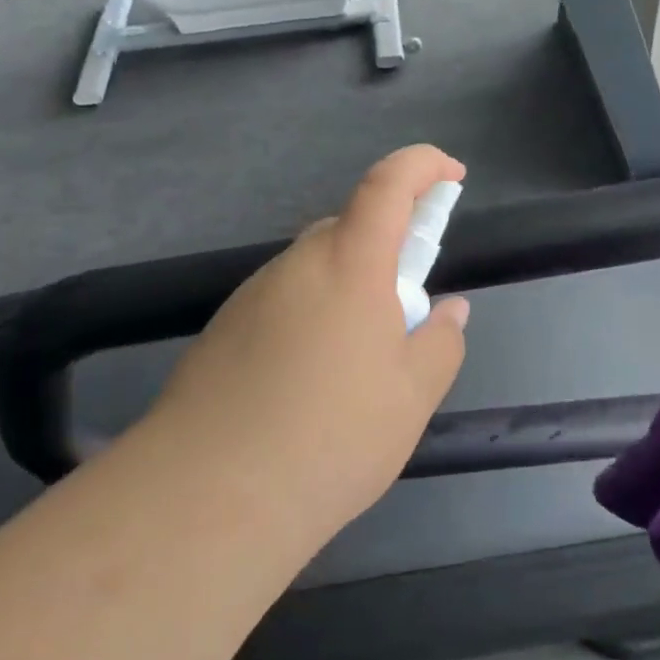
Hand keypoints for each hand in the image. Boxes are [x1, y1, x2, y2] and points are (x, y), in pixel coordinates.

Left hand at [142, 145, 471, 531]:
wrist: (208, 495)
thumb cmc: (332, 436)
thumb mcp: (412, 397)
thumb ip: (440, 343)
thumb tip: (450, 311)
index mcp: (350, 264)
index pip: (388, 184)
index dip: (423, 164)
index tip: (451, 173)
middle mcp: (297, 264)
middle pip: (349, 229)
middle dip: (386, 251)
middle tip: (405, 313)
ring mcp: (252, 295)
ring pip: (314, 271)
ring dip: (347, 291)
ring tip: (355, 368)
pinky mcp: (224, 329)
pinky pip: (283, 303)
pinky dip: (310, 320)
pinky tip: (307, 387)